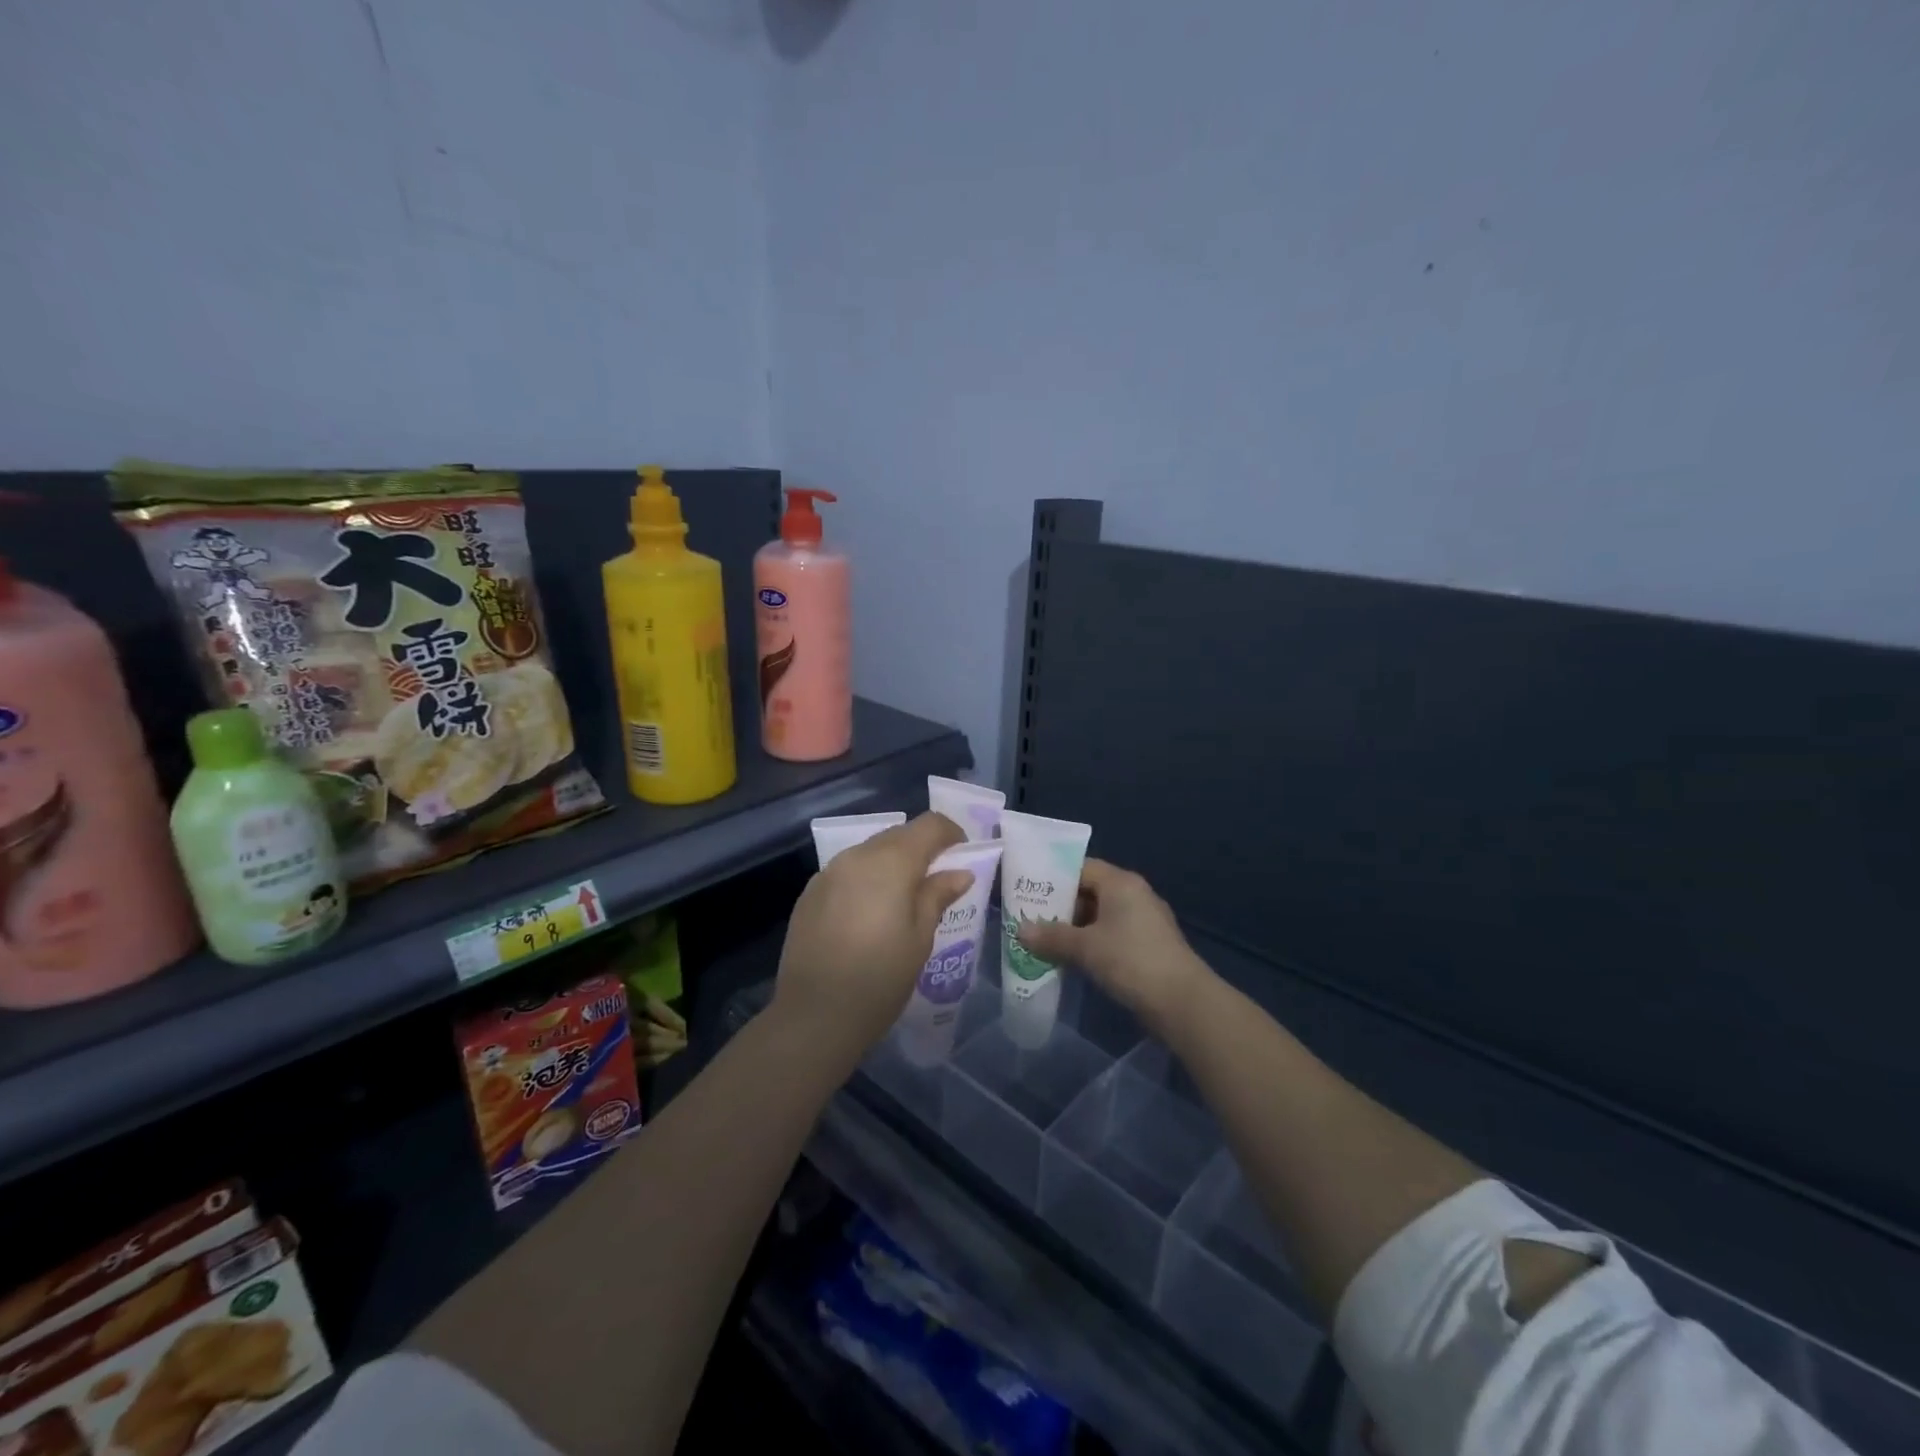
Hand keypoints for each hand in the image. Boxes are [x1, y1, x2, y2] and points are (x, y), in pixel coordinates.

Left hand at [774, 812, 971, 1067]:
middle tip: (937, 881)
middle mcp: (857, 855)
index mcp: (891, 862)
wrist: (814, 1015)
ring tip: (903, 900)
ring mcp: (828, 872)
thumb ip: (938, 895)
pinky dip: (866, 880)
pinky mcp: (810, 892)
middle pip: (898, 834)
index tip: (963, 856)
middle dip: (922, 849)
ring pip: (870, 851)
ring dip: (892, 863)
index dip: (952, 834)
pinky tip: (869, 915)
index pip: (929, 824)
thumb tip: (960, 872)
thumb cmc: (880, 978)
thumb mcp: (920, 938)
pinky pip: (847, 872)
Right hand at [1016, 859, 1211, 1033]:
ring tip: (1043, 942)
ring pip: (1100, 916)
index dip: (1053, 878)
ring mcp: (1144, 921)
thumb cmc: (1130, 960)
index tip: (1028, 892)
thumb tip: (1020, 930)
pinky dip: (1091, 943)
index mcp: (1121, 883)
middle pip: (1089, 891)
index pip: (1081, 868)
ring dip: (1074, 929)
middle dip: (1060, 907)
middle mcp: (1134, 895)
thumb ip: (1051, 936)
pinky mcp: (1147, 946)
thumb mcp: (1085, 947)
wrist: (1182, 1002)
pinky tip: (1071, 960)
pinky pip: (1111, 935)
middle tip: (1030, 919)